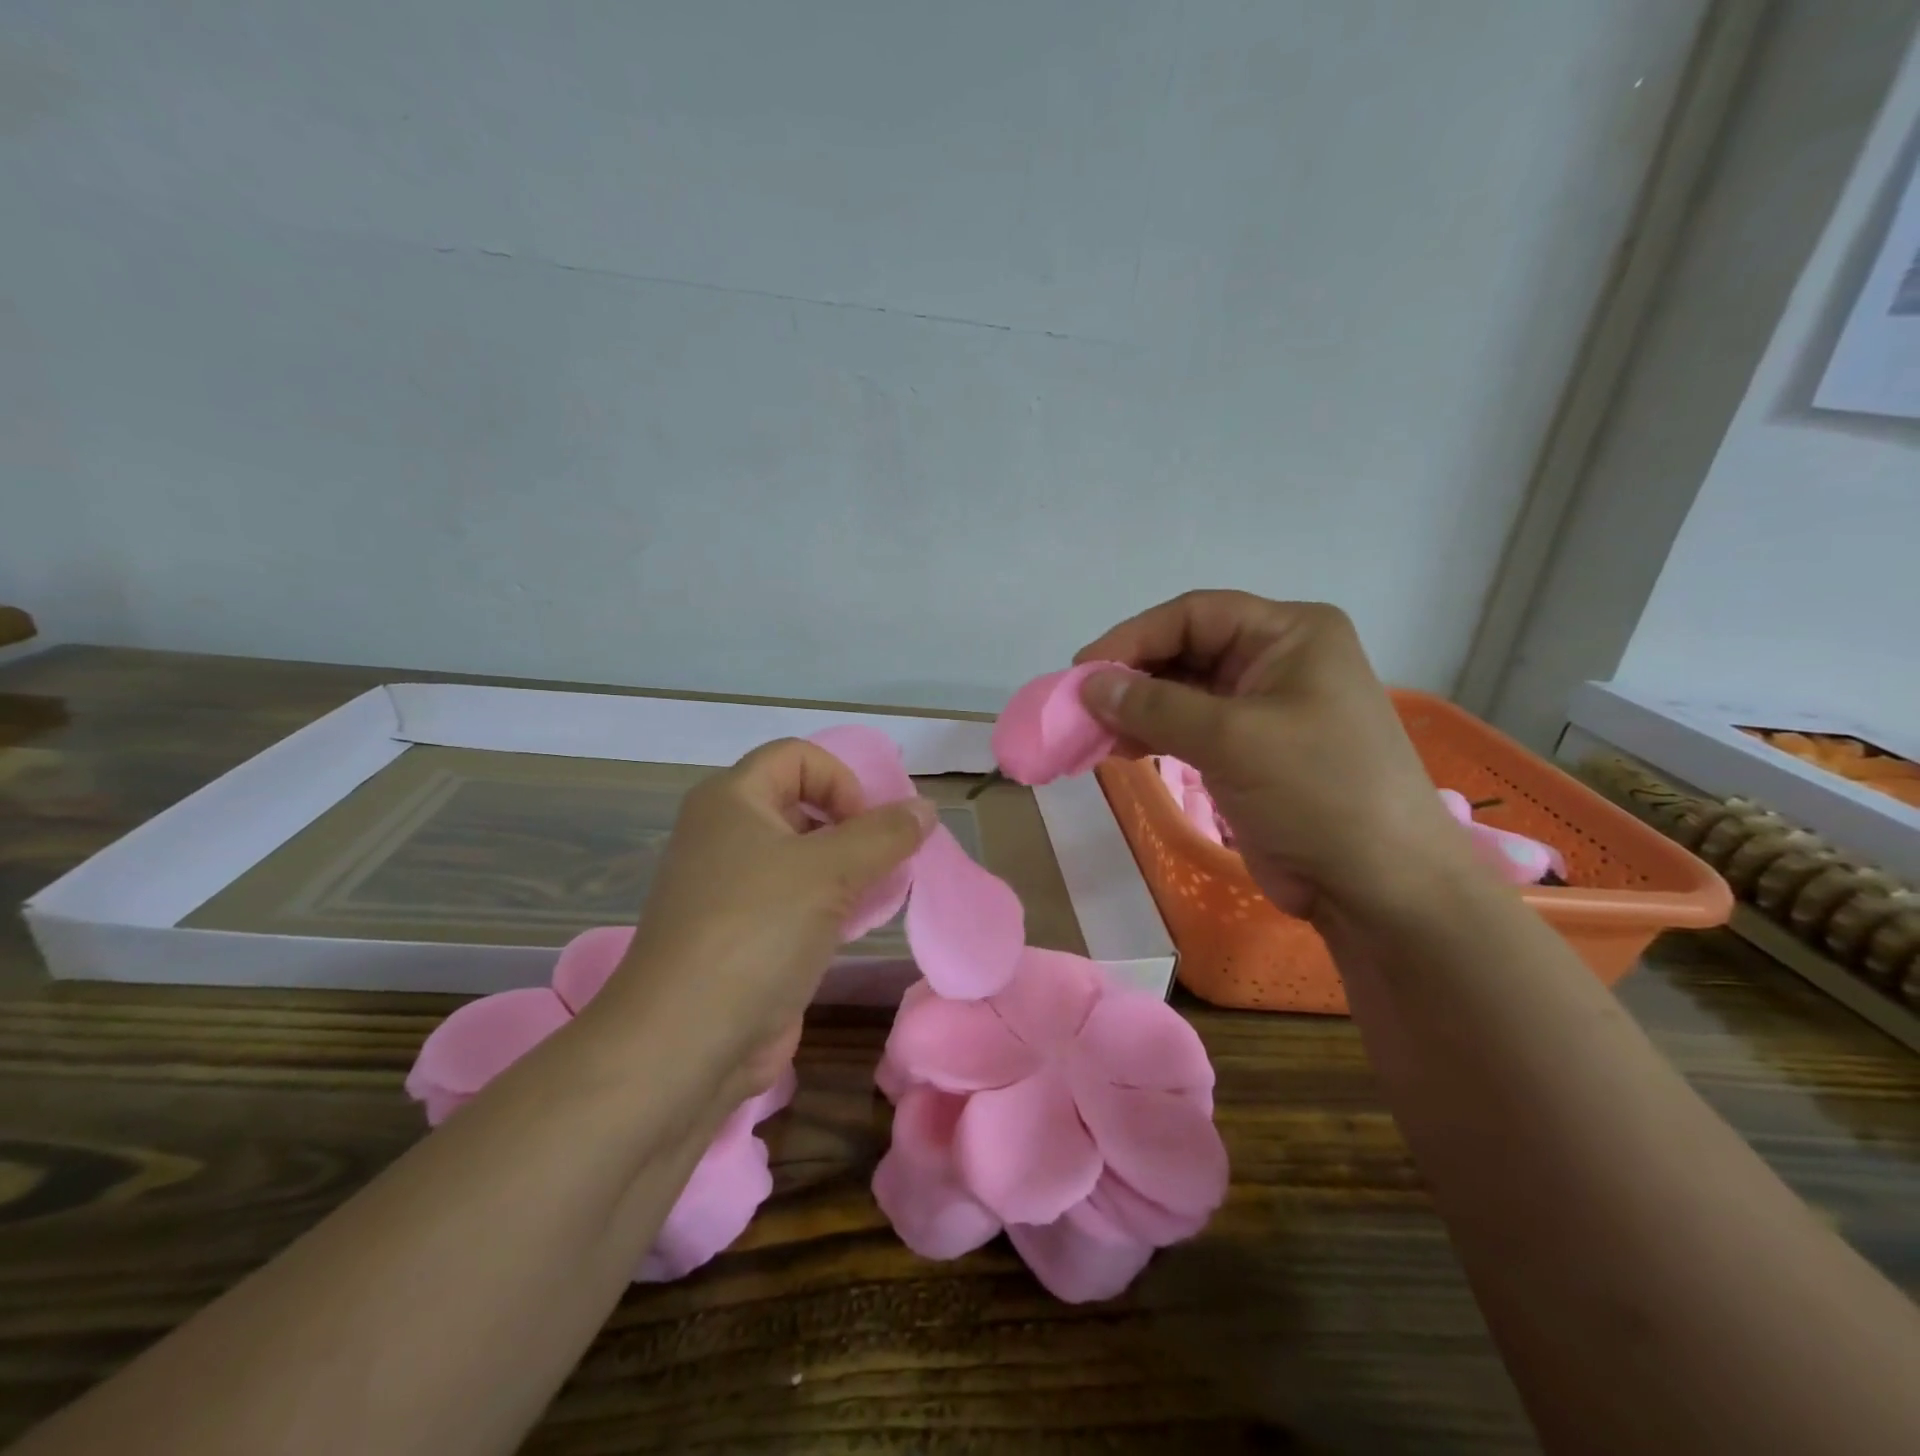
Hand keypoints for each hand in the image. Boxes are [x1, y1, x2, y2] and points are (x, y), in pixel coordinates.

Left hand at [585, 739, 934, 1098]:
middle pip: (802, 803)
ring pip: (803, 856)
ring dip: (848, 867)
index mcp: (731, 800)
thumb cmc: (756, 931)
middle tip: (886, 859)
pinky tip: (856, 926)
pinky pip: (797, 898)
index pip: (798, 756)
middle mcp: (725, 834)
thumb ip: (885, 834)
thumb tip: (926, 808)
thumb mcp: (830, 871)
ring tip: (879, 893)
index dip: (841, 780)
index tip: (866, 827)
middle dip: (852, 825)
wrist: (687, 1041)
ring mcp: (732, 887)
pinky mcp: (744, 933)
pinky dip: (831, 902)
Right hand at [1075, 591, 1462, 921]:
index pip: (1195, 615)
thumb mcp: (1232, 739)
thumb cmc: (1317, 791)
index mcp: (1291, 633)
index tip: (1083, 671)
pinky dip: (1154, 735)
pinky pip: (1190, 728)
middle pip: (1186, 650)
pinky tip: (1121, 749)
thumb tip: (1089, 686)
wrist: (1377, 885)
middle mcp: (1278, 660)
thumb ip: (1154, 706)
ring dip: (1137, 709)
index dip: (1133, 637)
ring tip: (1093, 732)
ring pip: (1183, 692)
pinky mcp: (1252, 750)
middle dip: (1132, 676)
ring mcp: (1265, 707)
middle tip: (1081, 705)